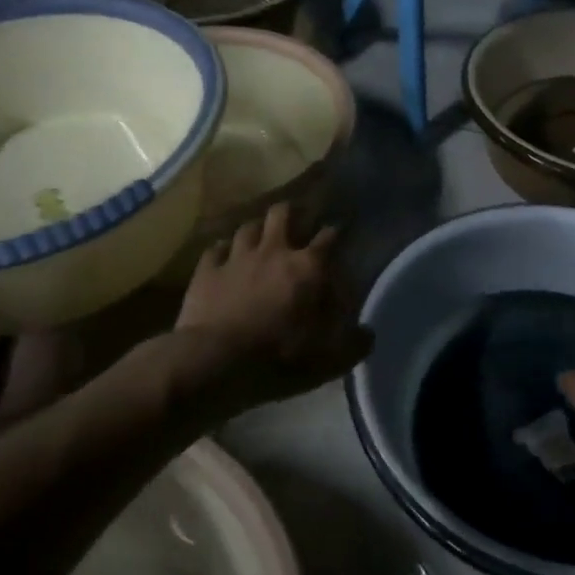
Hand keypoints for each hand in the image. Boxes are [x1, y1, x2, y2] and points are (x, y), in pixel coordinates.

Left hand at [169, 203, 368, 419]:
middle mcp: (273, 251)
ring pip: (247, 227)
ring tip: (259, 237)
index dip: (336, 231)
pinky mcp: (206, 271)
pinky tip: (223, 255)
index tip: (339, 229)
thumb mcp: (328, 360)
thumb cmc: (278, 358)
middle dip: (291, 212)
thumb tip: (367, 334)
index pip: (329, 236)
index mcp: (308, 268)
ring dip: (256, 230)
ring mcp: (236, 258)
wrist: (215, 362)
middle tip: (295, 221)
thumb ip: (353, 344)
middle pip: (282, 213)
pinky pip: (215, 249)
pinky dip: (222, 250)